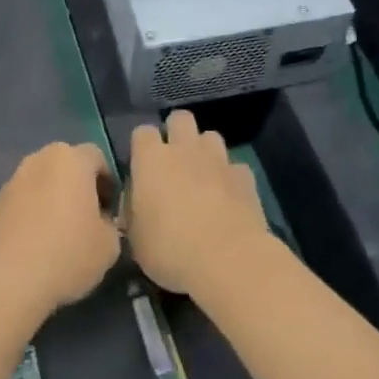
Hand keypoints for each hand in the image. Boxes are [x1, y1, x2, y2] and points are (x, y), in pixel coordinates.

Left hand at [0, 143, 120, 324]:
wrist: (6, 280)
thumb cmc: (66, 254)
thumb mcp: (109, 245)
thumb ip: (109, 223)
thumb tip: (99, 222)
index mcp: (71, 160)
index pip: (97, 156)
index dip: (108, 181)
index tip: (110, 210)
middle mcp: (39, 160)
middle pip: (66, 166)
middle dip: (78, 187)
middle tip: (87, 220)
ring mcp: (12, 181)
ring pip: (41, 183)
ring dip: (52, 200)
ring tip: (58, 236)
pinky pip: (21, 202)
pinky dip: (31, 215)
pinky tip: (35, 246)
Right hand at [127, 111, 269, 298]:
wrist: (226, 260)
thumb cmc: (169, 249)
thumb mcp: (135, 237)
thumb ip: (134, 210)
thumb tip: (137, 203)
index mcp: (151, 159)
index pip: (142, 132)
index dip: (142, 146)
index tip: (142, 166)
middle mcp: (184, 149)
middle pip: (180, 119)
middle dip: (177, 133)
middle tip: (174, 162)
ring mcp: (218, 159)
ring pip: (210, 136)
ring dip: (205, 151)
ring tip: (203, 176)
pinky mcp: (245, 176)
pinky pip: (235, 167)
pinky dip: (230, 177)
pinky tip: (228, 197)